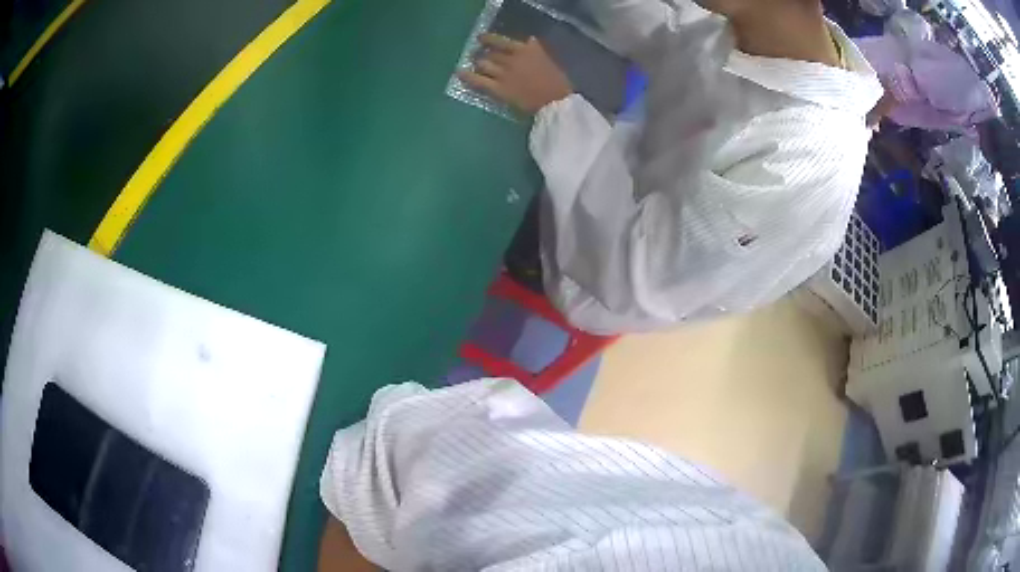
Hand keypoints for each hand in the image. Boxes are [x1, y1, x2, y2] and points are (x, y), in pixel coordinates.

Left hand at [459, 34, 572, 114]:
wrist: (556, 103)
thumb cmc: (558, 83)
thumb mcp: (548, 60)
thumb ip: (536, 51)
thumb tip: (529, 40)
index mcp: (526, 50)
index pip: (501, 41)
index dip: (488, 39)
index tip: (481, 38)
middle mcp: (512, 59)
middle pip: (491, 54)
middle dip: (484, 55)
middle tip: (478, 56)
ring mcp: (504, 74)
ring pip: (484, 64)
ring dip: (479, 64)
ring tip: (475, 65)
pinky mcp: (499, 89)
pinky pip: (479, 81)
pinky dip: (467, 77)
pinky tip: (459, 74)